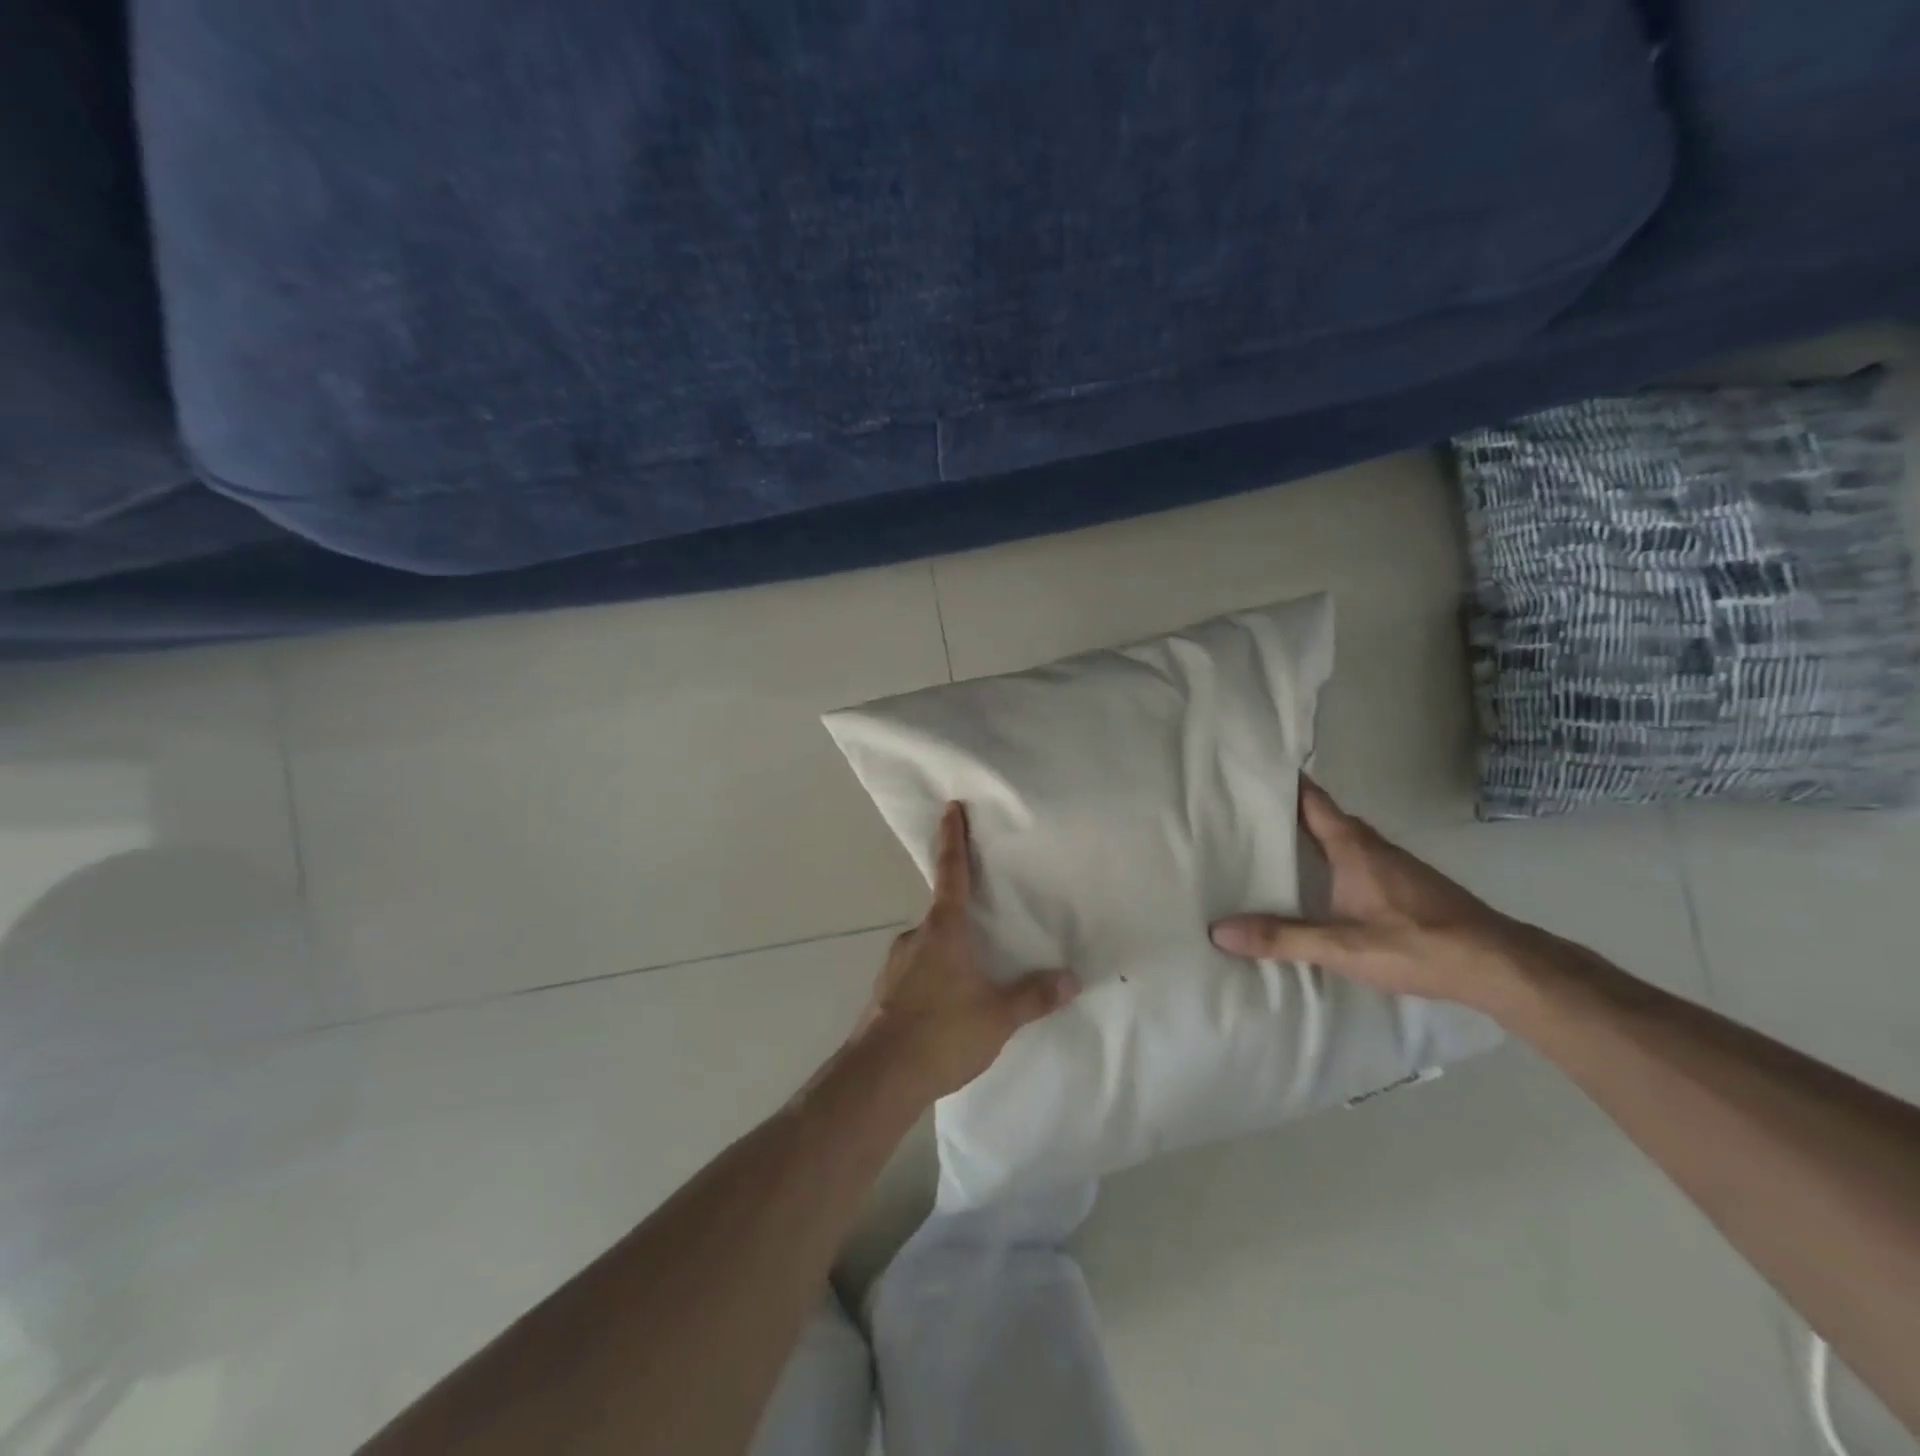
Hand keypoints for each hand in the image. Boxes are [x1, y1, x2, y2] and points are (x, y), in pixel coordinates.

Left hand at [854, 802, 1078, 1101]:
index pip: (951, 871)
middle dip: (962, 915)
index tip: (950, 808)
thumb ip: (1034, 996)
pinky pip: (916, 970)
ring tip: (971, 978)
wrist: (880, 1076)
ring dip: (947, 951)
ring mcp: (894, 963)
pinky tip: (945, 1006)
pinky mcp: (884, 990)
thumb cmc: (942, 1033)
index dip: (953, 838)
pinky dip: (932, 976)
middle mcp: (915, 936)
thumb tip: (1071, 979)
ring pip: (928, 944)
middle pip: (942, 912)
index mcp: (944, 929)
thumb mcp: (998, 1016)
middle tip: (986, 927)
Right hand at [1209, 779, 1538, 1011]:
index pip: (1311, 801)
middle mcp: (1373, 846)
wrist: (1499, 965)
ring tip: (1273, 845)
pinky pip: (1357, 858)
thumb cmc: (1416, 943)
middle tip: (1245, 811)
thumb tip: (1218, 930)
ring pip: (1342, 838)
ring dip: (1311, 835)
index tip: (1250, 769)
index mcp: (1353, 847)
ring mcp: (1395, 865)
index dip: (1283, 782)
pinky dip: (1331, 858)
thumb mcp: (1341, 946)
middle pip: (1324, 816)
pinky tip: (1319, 883)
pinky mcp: (1407, 886)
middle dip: (1288, 810)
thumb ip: (1281, 937)